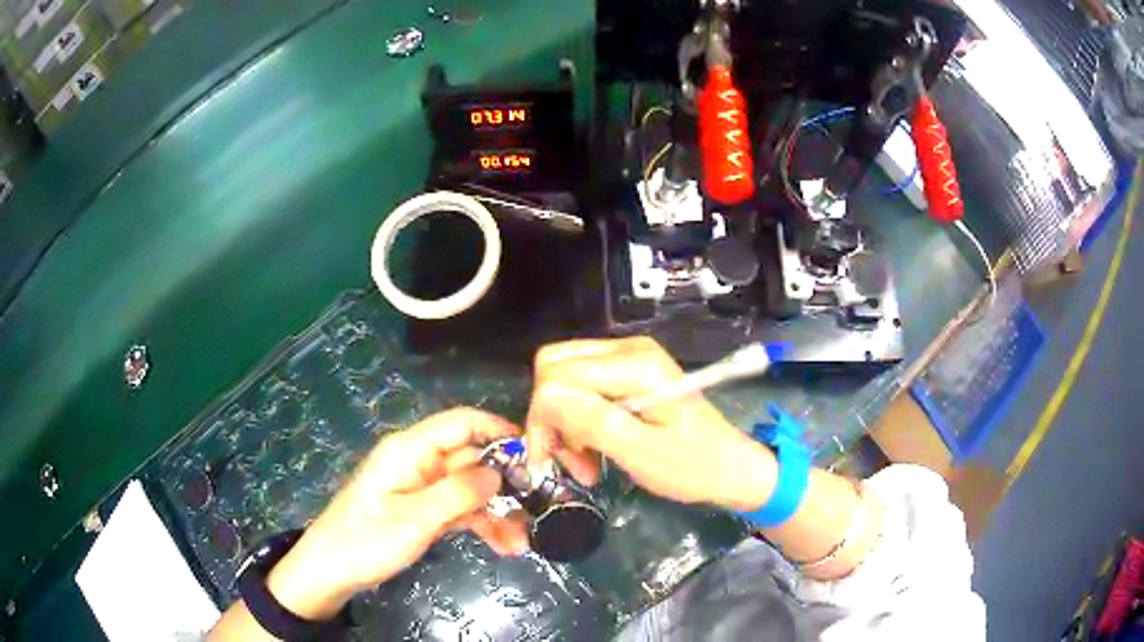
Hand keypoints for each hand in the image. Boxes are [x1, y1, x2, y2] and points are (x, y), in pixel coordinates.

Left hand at [265, 408, 529, 619]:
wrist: (331, 570)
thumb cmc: (367, 539)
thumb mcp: (416, 518)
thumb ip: (459, 493)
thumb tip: (499, 471)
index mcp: (410, 450)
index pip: (460, 423)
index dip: (497, 430)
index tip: (533, 451)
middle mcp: (418, 462)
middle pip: (471, 461)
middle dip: (503, 486)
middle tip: (534, 514)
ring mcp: (420, 487)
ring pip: (469, 489)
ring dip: (496, 513)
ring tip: (520, 543)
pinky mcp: (421, 510)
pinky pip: (458, 509)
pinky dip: (479, 524)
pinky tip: (502, 545)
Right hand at [526, 337, 777, 511]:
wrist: (730, 467)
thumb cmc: (692, 466)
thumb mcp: (641, 453)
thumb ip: (593, 422)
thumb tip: (544, 400)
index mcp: (635, 365)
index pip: (556, 375)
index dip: (542, 417)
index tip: (550, 460)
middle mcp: (627, 349)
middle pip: (554, 368)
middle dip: (549, 417)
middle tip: (564, 460)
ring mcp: (629, 358)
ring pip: (564, 379)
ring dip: (563, 424)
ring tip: (583, 465)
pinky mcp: (629, 373)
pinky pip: (583, 388)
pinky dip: (578, 421)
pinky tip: (592, 451)